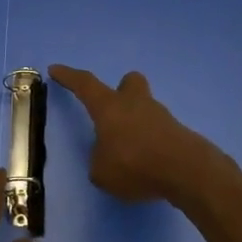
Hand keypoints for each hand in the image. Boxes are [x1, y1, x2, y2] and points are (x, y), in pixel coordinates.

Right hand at [48, 66, 222, 205]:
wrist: (185, 170)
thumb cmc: (135, 164)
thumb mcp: (102, 172)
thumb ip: (99, 161)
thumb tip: (106, 158)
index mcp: (109, 106)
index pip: (85, 84)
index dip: (69, 76)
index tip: (56, 69)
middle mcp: (134, 103)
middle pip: (129, 82)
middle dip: (120, 91)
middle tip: (113, 111)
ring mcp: (160, 115)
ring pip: (145, 108)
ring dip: (136, 123)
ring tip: (129, 155)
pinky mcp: (177, 132)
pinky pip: (158, 131)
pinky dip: (150, 143)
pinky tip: (148, 165)